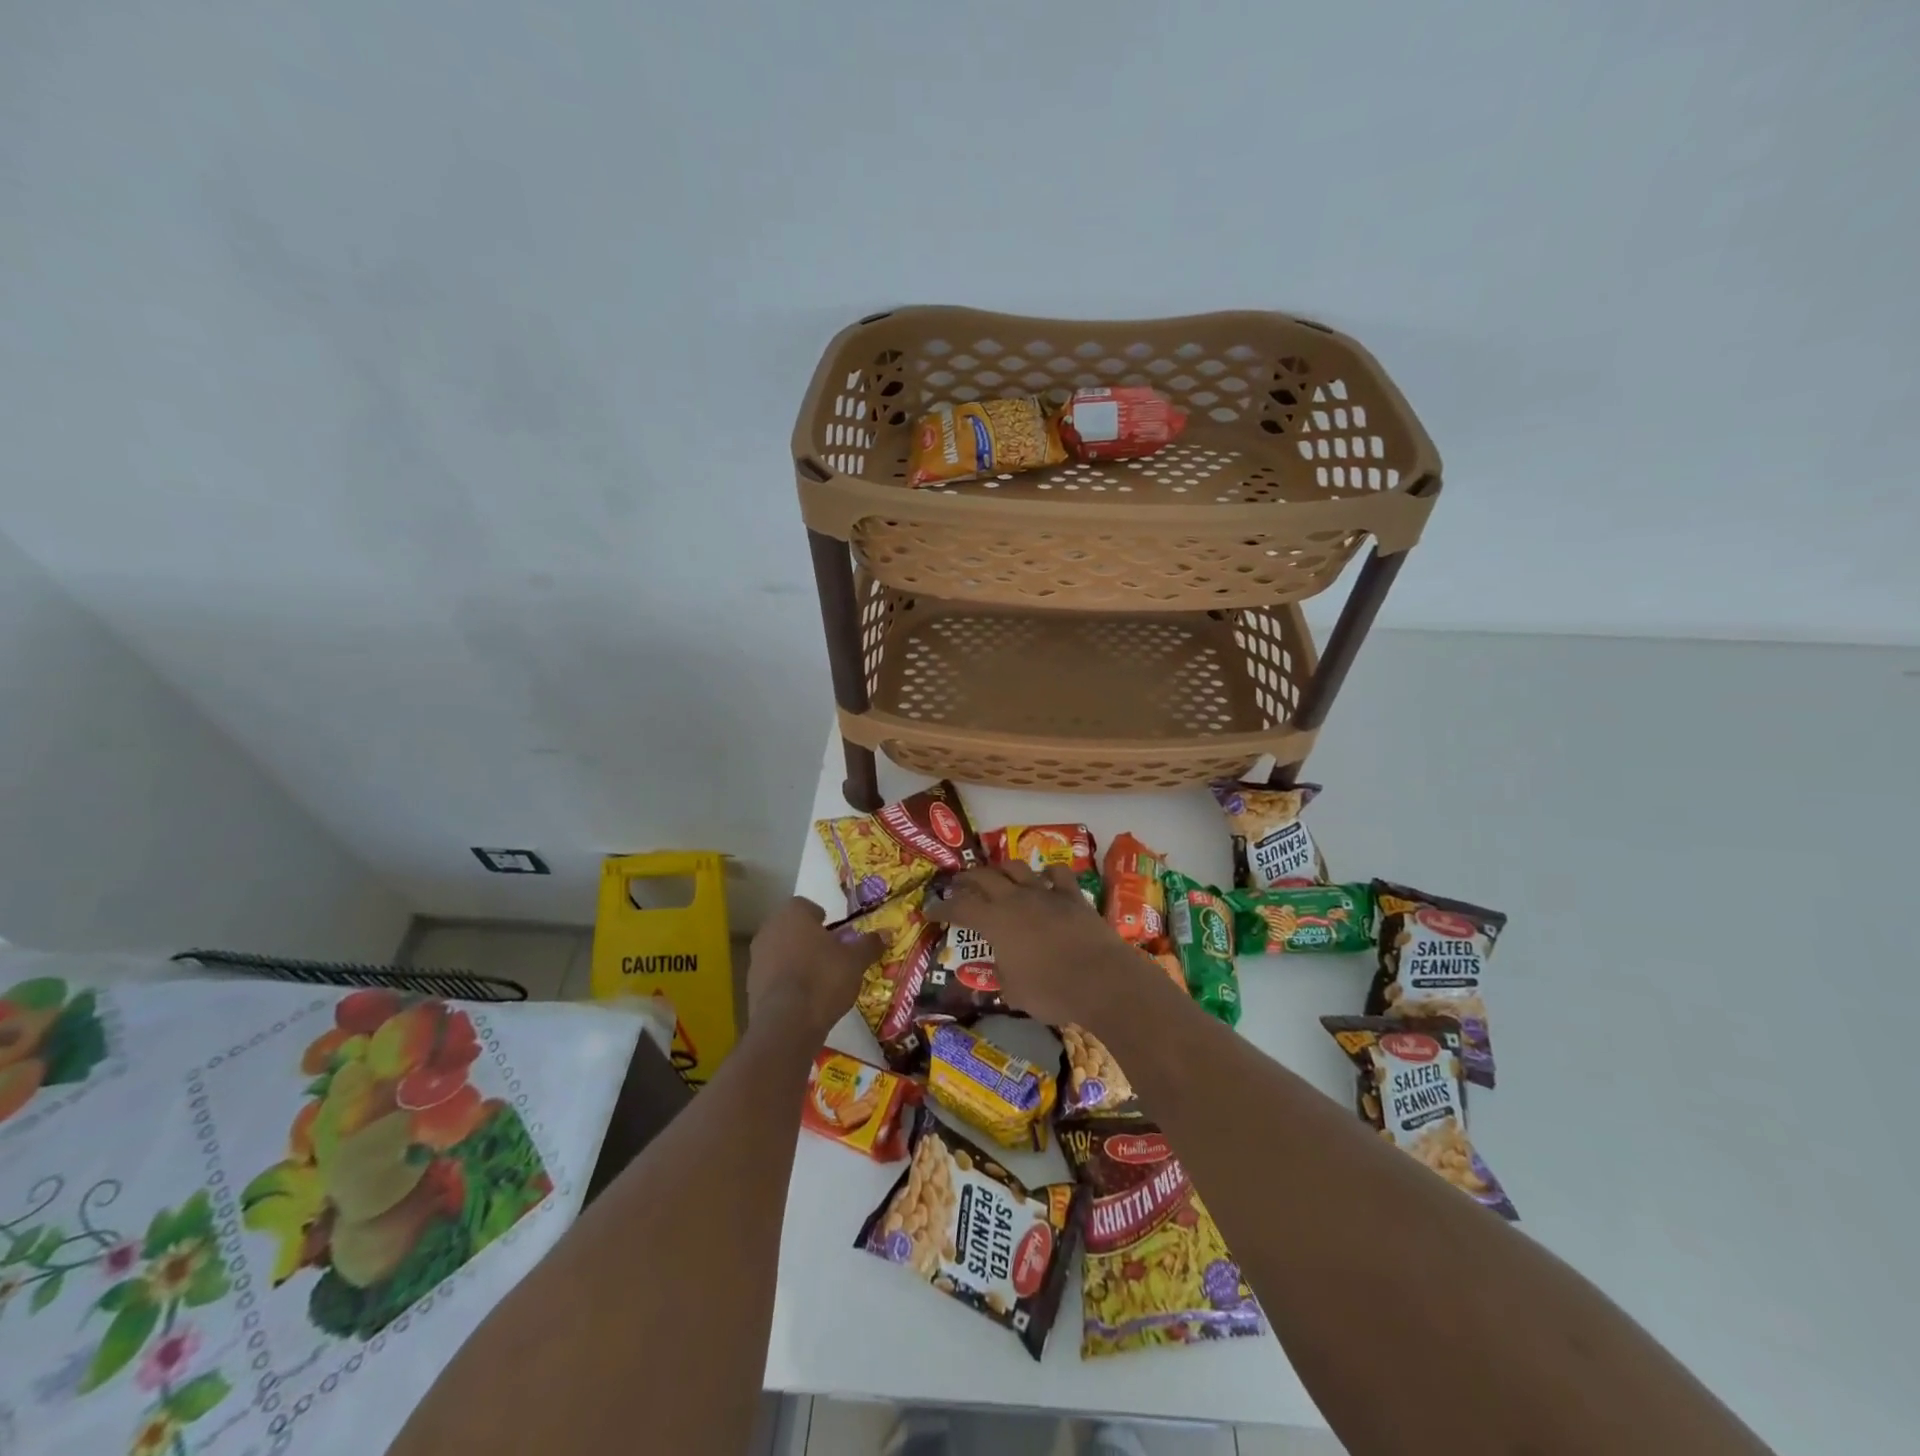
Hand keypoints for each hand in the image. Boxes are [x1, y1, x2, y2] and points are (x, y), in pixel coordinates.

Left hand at [746, 897, 880, 1039]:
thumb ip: (869, 944)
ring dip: (796, 959)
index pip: (805, 905)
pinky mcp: (750, 986)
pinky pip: (773, 976)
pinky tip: (804, 998)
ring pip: (780, 951)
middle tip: (830, 954)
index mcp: (792, 914)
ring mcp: (756, 958)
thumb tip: (885, 933)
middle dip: (808, 938)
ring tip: (818, 979)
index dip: (821, 918)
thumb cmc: (824, 979)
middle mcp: (769, 930)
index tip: (835, 933)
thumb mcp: (855, 961)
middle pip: (791, 928)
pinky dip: (786, 981)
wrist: (787, 1023)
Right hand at [925, 861, 1163, 1028]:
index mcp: (994, 921)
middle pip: (983, 877)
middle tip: (957, 885)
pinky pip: (1057, 874)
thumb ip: (1002, 975)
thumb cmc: (1051, 991)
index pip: (959, 908)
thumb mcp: (1014, 993)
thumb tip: (1000, 968)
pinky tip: (1046, 878)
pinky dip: (1048, 874)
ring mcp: (1045, 893)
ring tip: (997, 876)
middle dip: (966, 879)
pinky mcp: (1072, 895)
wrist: (1101, 979)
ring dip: (1002, 870)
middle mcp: (1015, 899)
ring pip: (1017, 867)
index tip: (930, 910)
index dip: (942, 908)